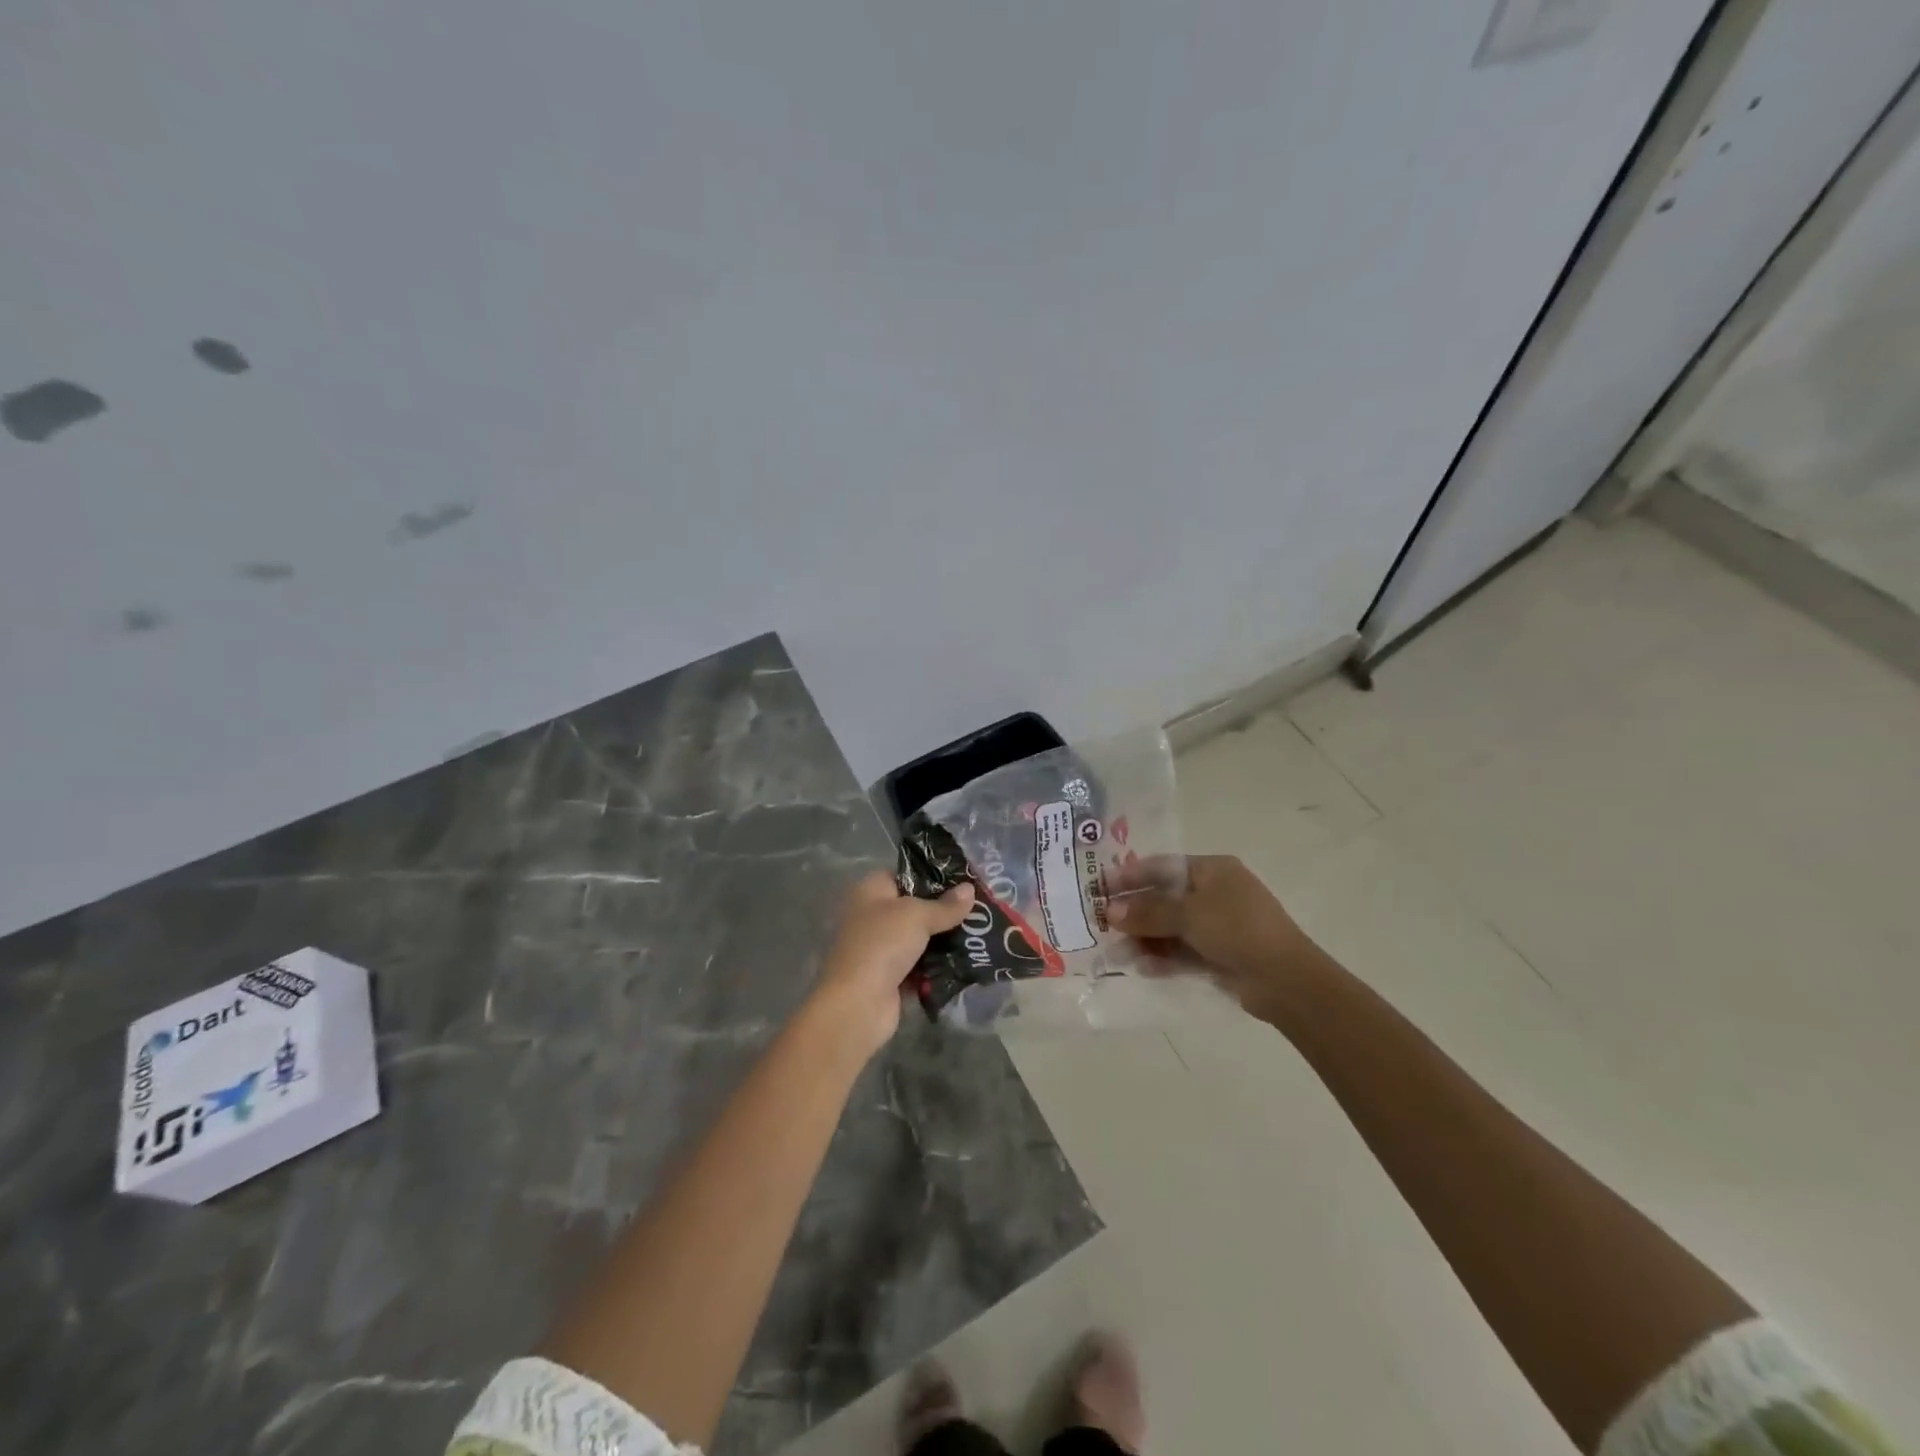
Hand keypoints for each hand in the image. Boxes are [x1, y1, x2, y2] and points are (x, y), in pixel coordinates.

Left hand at [809, 870, 974, 1054]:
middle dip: (945, 911)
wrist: (858, 1005)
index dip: (932, 875)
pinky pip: (921, 967)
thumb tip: (969, 889)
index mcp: (871, 891)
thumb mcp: (917, 916)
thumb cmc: (882, 945)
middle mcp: (874, 917)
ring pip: (921, 939)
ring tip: (981, 934)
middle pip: (916, 908)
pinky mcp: (892, 979)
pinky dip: (939, 967)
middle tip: (980, 909)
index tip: (964, 879)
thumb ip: (945, 905)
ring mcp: (882, 949)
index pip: (905, 874)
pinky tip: (969, 962)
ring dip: (946, 940)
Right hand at [1107, 855, 1321, 1024]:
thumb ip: (1148, 912)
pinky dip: (1164, 958)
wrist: (1286, 980)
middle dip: (1135, 913)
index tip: (1100, 888)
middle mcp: (1216, 893)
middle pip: (1165, 899)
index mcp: (1213, 870)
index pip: (1162, 866)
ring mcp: (1219, 926)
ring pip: (1172, 928)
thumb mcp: (1189, 915)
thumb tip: (1110, 911)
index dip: (1130, 876)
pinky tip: (1143, 968)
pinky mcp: (1221, 955)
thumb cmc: (1237, 929)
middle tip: (1104, 925)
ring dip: (1146, 939)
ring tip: (1120, 953)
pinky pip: (1184, 951)